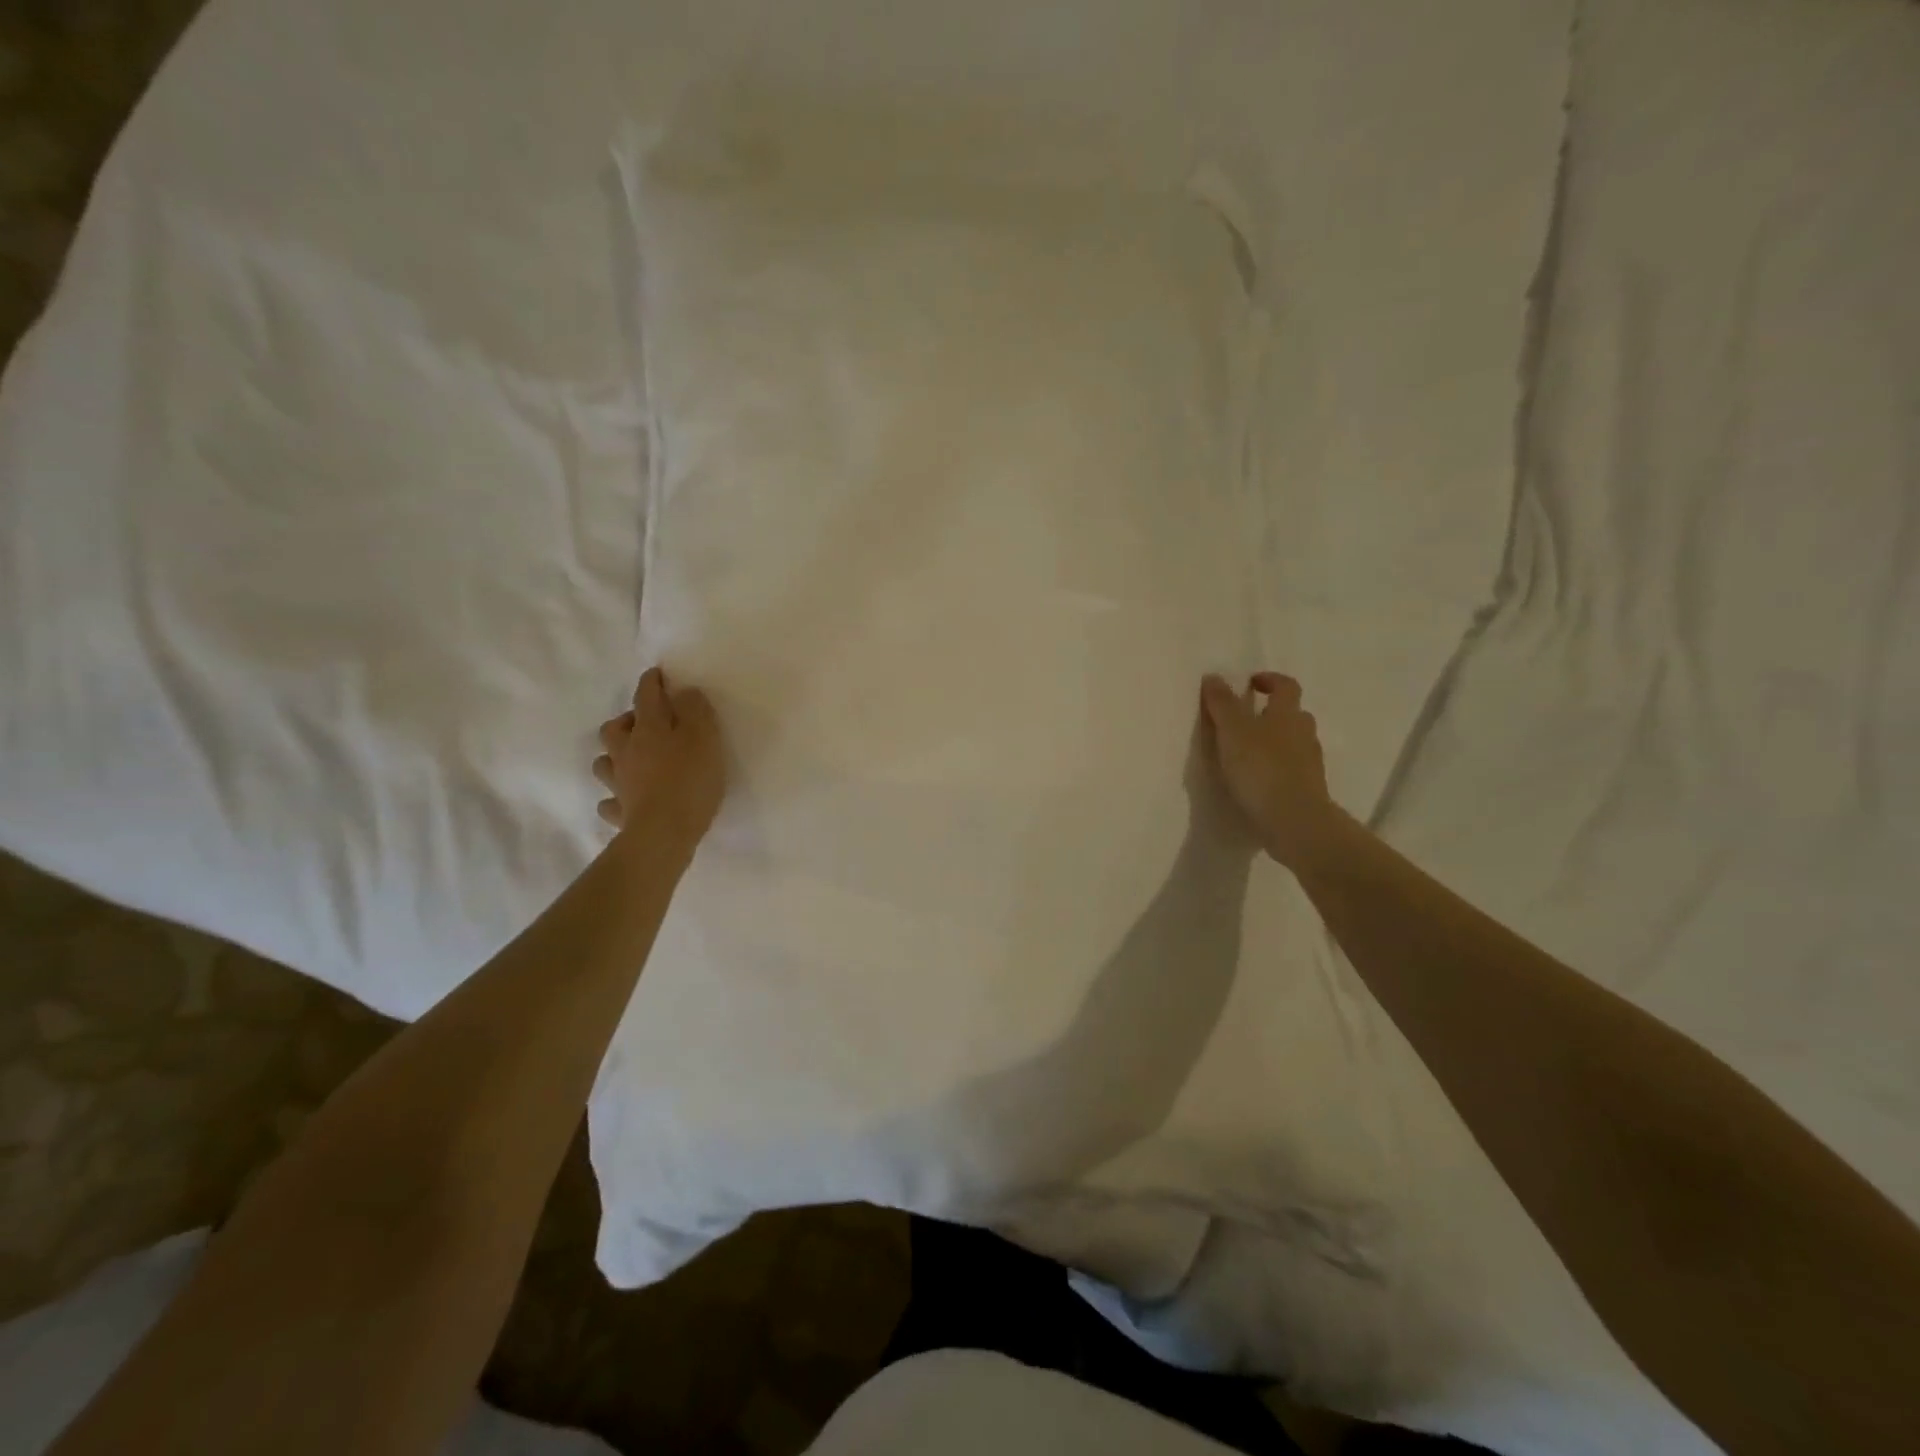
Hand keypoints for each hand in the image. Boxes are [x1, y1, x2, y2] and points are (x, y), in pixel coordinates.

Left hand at [592, 668, 725, 853]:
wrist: (664, 832)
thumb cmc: (689, 779)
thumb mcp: (705, 737)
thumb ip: (695, 710)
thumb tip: (683, 692)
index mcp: (648, 729)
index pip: (646, 696)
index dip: (652, 682)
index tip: (656, 674)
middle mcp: (626, 752)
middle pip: (613, 728)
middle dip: (626, 721)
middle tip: (645, 724)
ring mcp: (619, 783)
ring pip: (604, 763)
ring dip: (614, 757)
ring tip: (631, 760)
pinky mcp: (621, 812)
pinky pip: (611, 802)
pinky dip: (616, 798)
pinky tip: (627, 800)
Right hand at [1199, 672, 1338, 868]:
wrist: (1294, 820)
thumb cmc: (1261, 768)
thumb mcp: (1232, 731)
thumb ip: (1221, 704)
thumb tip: (1214, 676)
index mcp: (1287, 714)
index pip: (1285, 686)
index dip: (1269, 680)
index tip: (1250, 683)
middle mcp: (1304, 733)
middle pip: (1293, 714)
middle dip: (1273, 712)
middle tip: (1248, 719)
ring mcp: (1310, 763)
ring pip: (1295, 742)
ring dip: (1276, 741)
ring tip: (1249, 753)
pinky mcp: (1308, 789)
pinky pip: (1293, 769)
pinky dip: (1278, 767)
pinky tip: (1260, 780)